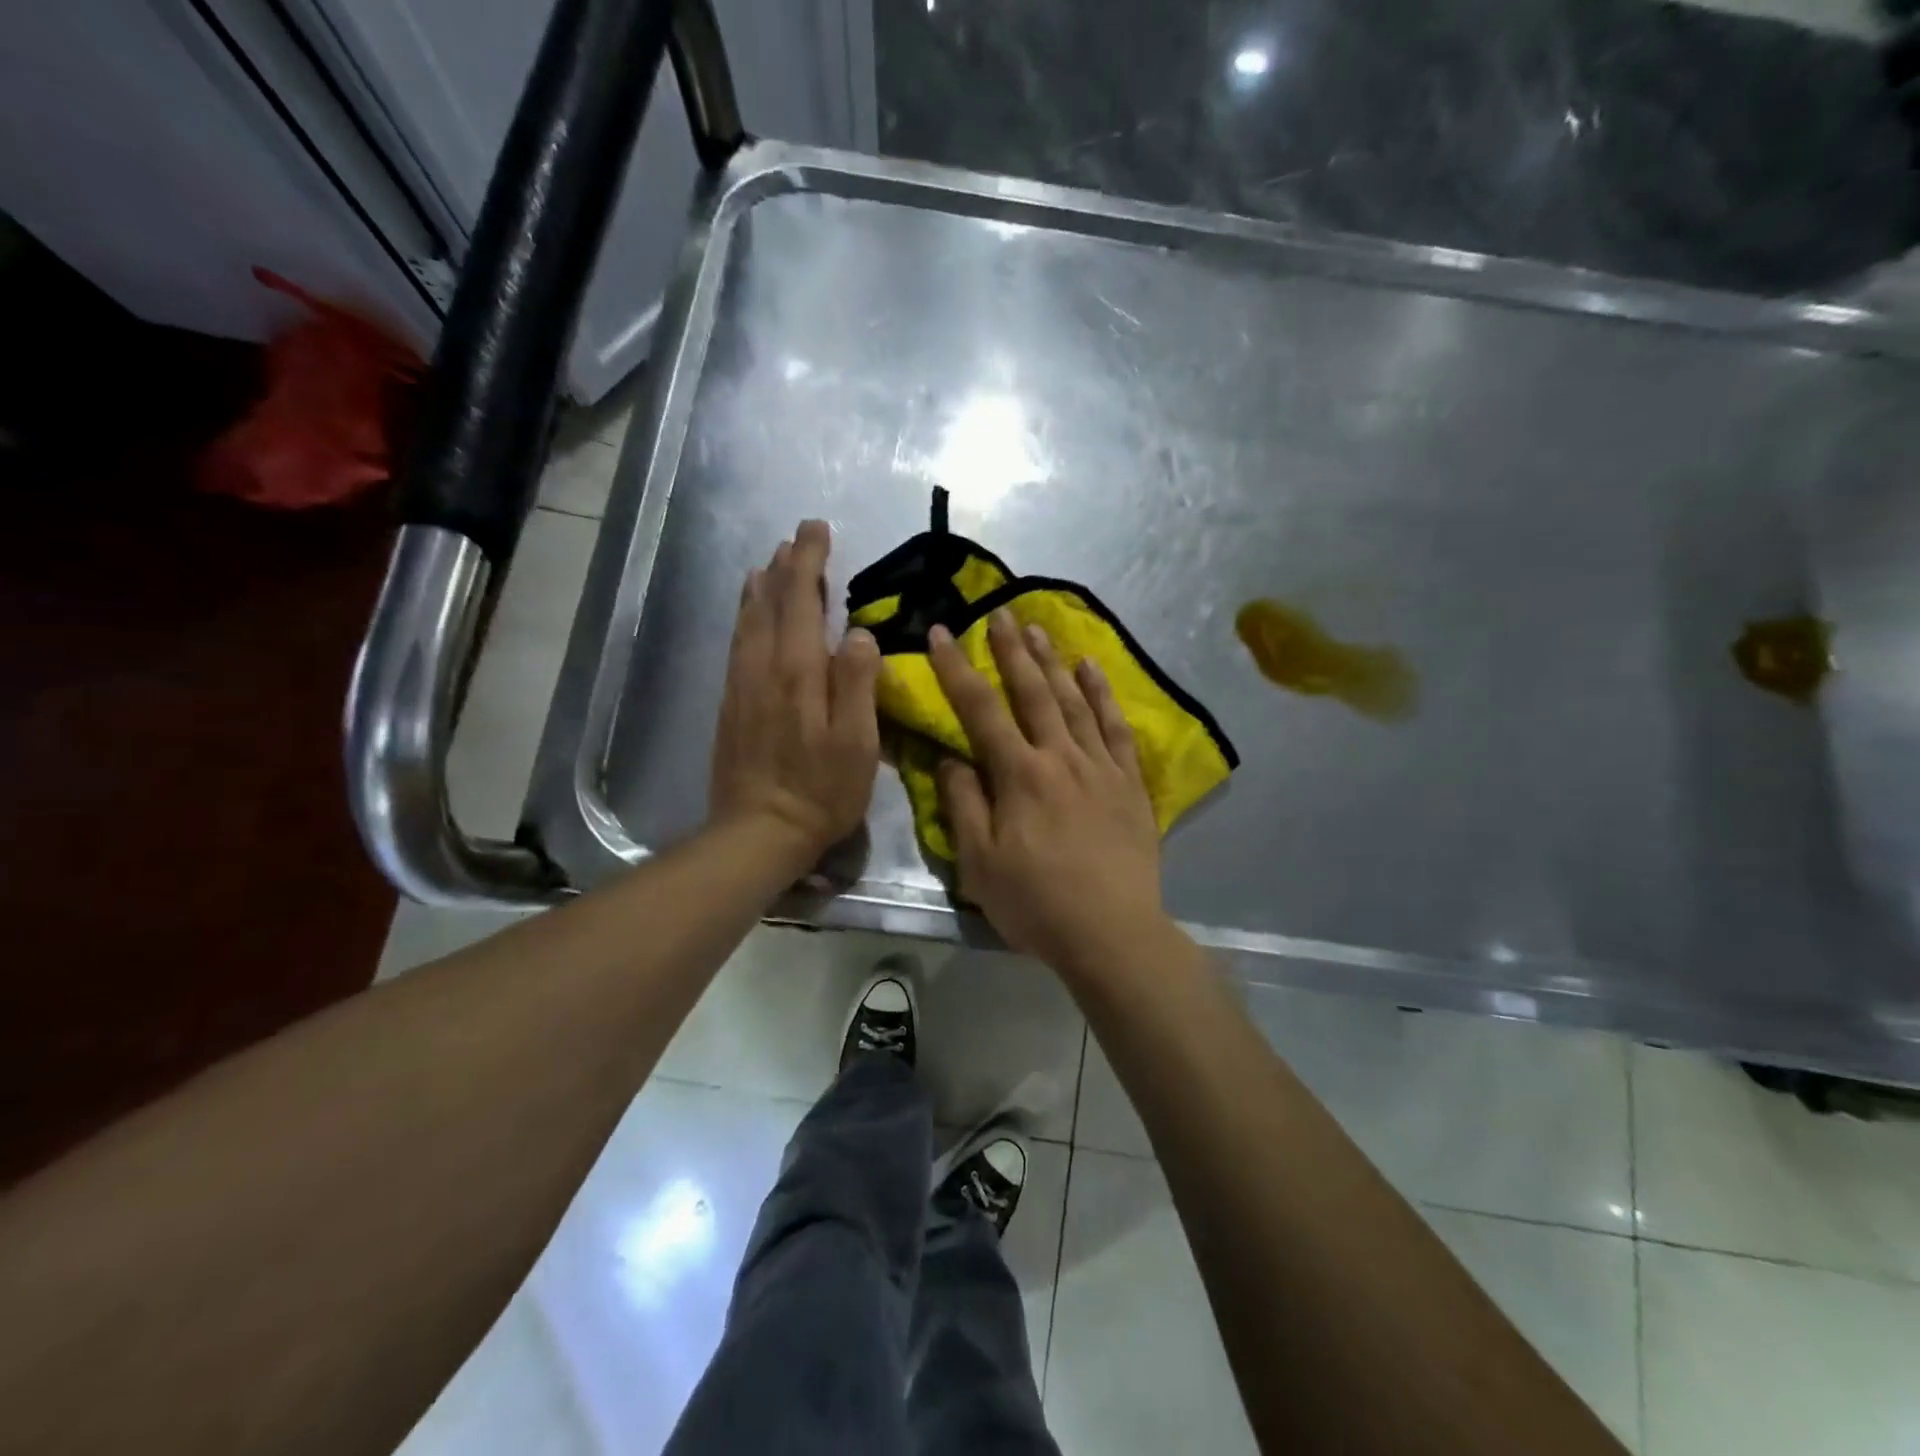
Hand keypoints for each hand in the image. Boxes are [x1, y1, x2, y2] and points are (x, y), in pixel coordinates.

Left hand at [709, 520, 881, 867]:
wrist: (756, 832)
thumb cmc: (820, 792)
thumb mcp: (856, 744)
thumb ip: (856, 684)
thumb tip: (859, 632)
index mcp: (798, 673)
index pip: (802, 602)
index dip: (809, 562)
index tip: (816, 529)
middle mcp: (763, 668)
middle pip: (772, 603)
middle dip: (787, 565)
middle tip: (799, 536)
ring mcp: (741, 686)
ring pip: (748, 621)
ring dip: (762, 587)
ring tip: (770, 562)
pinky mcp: (730, 705)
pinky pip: (737, 645)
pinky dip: (744, 617)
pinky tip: (749, 614)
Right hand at [930, 608, 1171, 975]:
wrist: (1112, 933)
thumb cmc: (1036, 904)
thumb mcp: (979, 864)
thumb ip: (963, 804)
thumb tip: (950, 756)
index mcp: (1018, 775)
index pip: (980, 709)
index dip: (957, 668)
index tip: (940, 633)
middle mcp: (1060, 757)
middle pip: (1032, 692)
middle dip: (1011, 649)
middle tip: (999, 612)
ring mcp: (1100, 766)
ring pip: (1074, 701)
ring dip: (1054, 661)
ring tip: (1039, 627)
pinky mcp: (1130, 783)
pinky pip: (1115, 727)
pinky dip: (1103, 694)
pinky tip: (1093, 669)